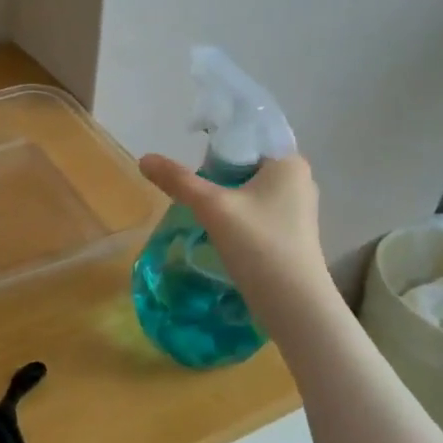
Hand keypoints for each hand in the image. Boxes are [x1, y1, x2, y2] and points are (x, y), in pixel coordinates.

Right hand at [139, 153, 328, 308]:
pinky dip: (235, 215)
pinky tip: (217, 230)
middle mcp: (298, 180)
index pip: (247, 138)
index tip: (191, 161)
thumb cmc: (258, 244)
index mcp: (289, 163)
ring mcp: (297, 209)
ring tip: (199, 210)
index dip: (216, 145)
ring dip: (224, 197)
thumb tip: (144, 158)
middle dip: (216, 174)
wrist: (294, 305)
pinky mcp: (291, 233)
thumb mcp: (212, 207)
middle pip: (245, 164)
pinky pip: (256, 211)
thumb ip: (178, 180)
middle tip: (191, 189)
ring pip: (249, 190)